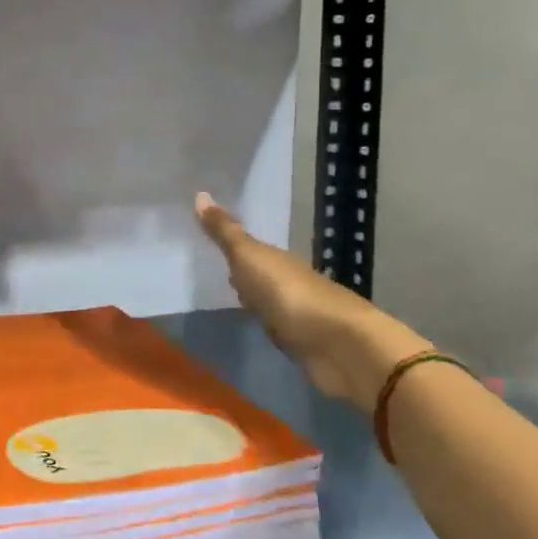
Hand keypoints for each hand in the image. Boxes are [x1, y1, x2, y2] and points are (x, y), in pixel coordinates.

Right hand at [194, 192, 431, 411]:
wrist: (337, 345)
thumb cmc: (288, 292)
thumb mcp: (250, 257)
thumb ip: (225, 232)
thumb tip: (199, 193)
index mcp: (277, 258)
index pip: (250, 248)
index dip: (230, 244)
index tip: (205, 240)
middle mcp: (288, 280)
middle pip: (260, 273)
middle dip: (239, 271)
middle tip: (207, 266)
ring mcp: (296, 313)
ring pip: (267, 300)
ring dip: (251, 298)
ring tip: (221, 297)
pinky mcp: (301, 343)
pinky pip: (274, 326)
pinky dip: (263, 323)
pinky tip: (251, 325)